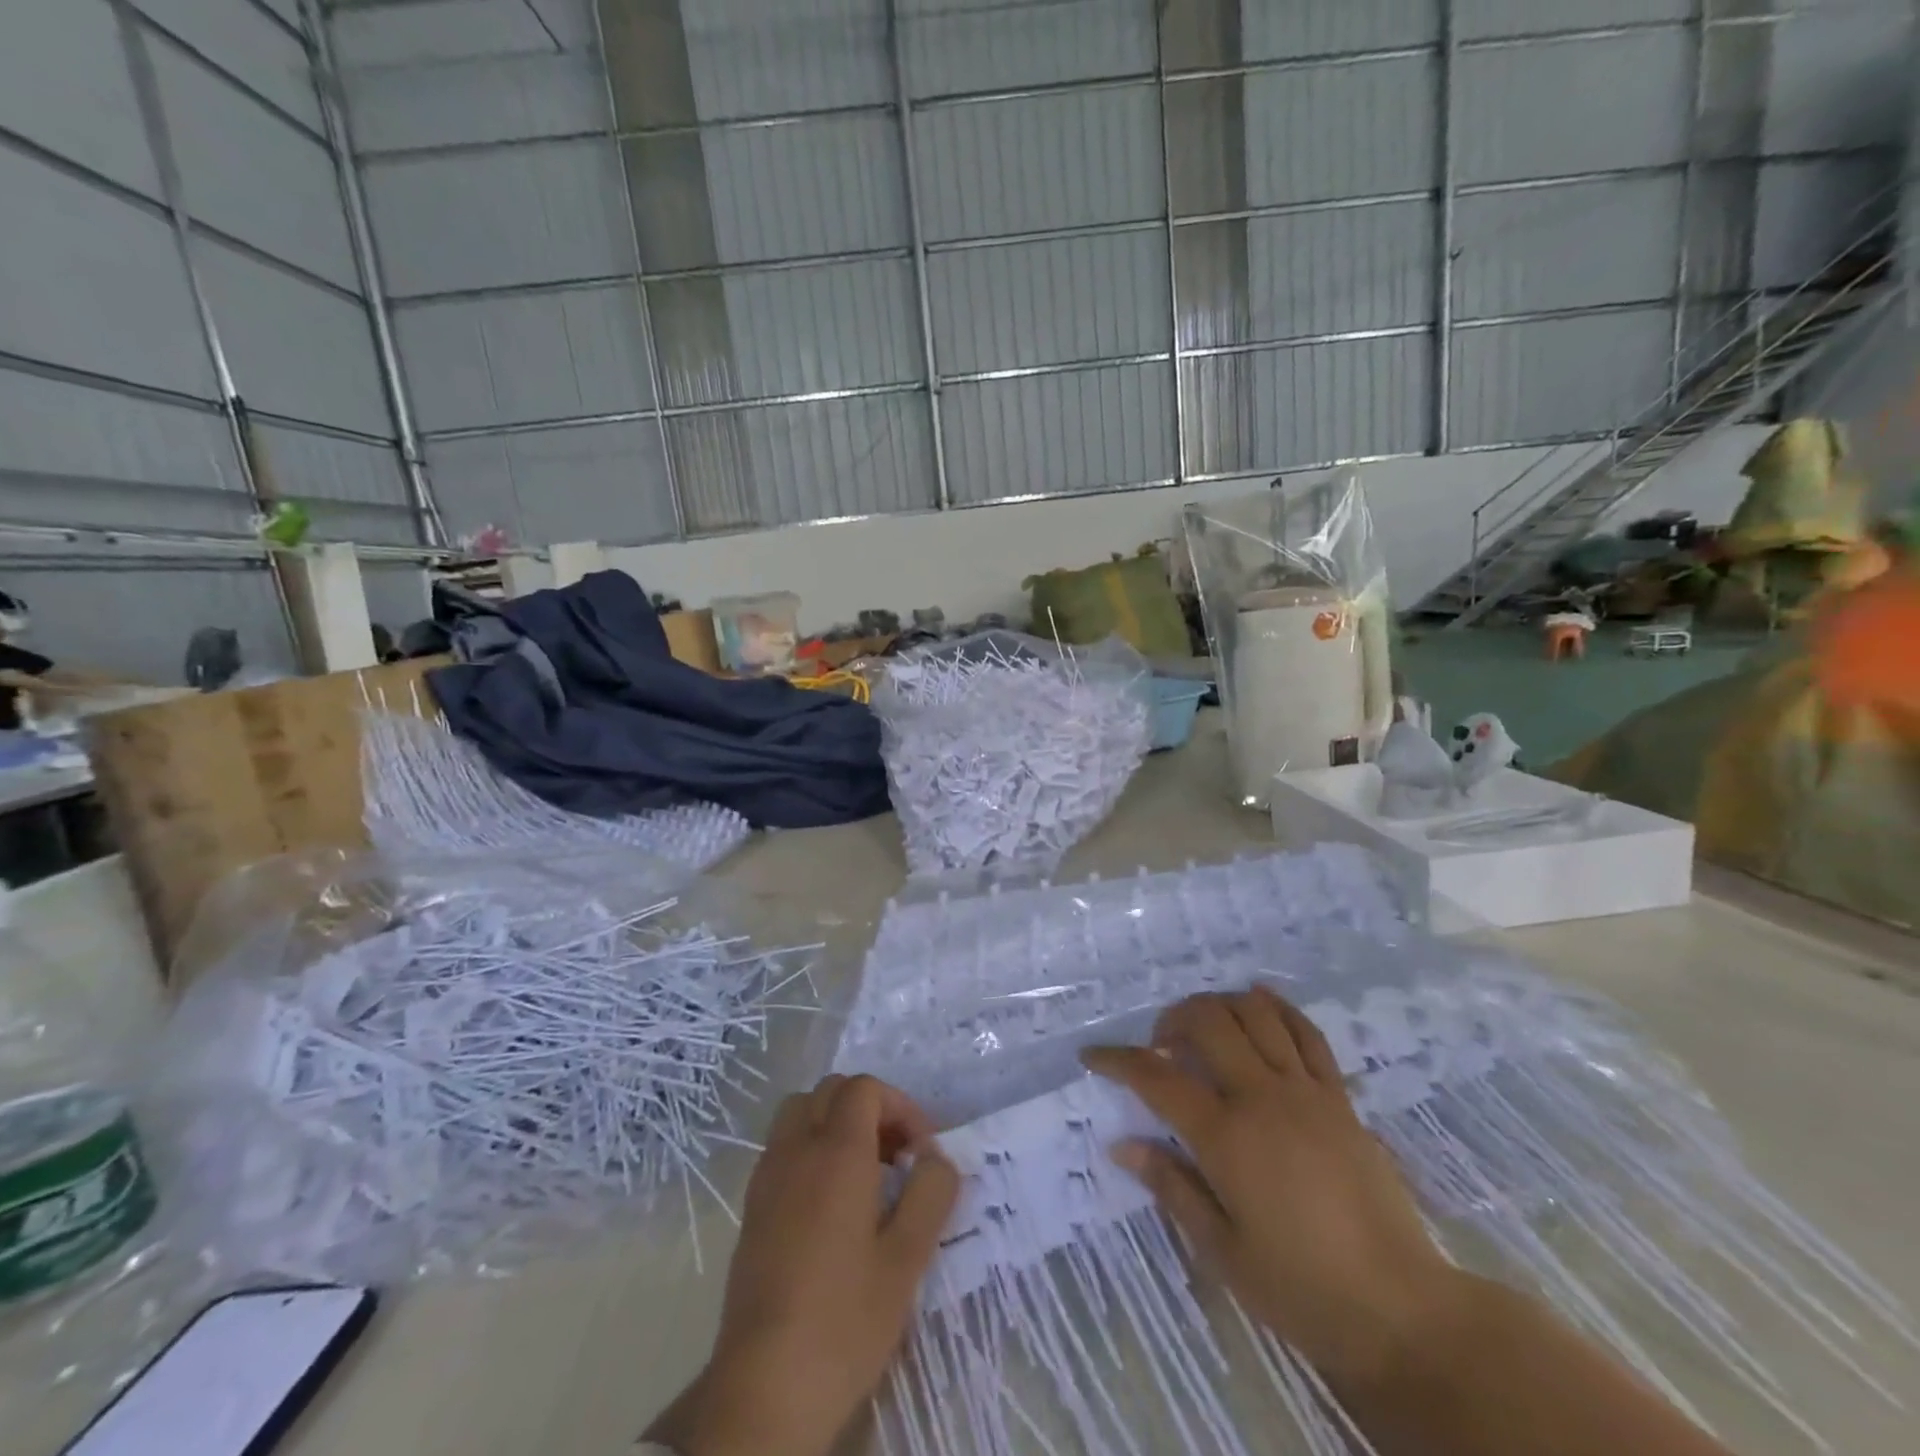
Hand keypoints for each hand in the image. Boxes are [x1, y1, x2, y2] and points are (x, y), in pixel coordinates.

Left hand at [646, 1075, 958, 1455]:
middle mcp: (797, 1149)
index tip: (922, 1154)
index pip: (865, 1089)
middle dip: (870, 1109)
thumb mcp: (907, 1259)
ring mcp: (768, 1176)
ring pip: (801, 1112)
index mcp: (837, 1152)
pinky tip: (829, 1204)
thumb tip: (935, 1157)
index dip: (900, 1107)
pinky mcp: (752, 1207)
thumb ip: (930, 1193)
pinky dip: (809, 1149)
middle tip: (896, 1157)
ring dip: (835, 1123)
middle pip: (831, 1091)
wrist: (764, 1387)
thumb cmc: (844, 1320)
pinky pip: (783, 1147)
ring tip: (863, 1173)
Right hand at [1082, 986, 1463, 1392]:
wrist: (1399, 1311)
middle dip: (1171, 1019)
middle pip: (1207, 1022)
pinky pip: (1307, 1033)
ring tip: (1203, 1028)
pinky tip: (1260, 1003)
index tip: (1093, 1056)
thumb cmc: (1300, 1288)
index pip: (1157, 1078)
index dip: (1118, 1061)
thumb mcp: (1222, 1250)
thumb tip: (1121, 1144)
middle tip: (1159, 1046)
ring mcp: (1306, 1091)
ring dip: (1219, 1006)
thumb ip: (1171, 1186)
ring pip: (1255, 1014)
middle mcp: (1262, 1097)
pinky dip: (1278, 1009)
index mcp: (1226, 1137)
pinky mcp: (1339, 1098)